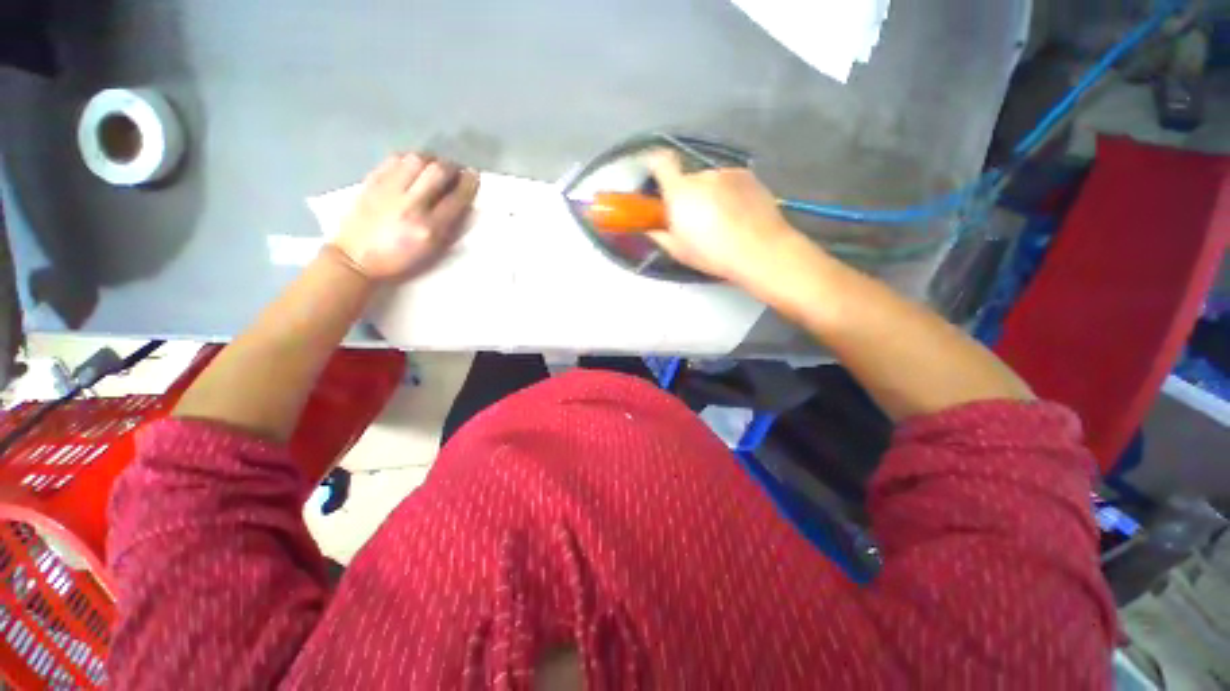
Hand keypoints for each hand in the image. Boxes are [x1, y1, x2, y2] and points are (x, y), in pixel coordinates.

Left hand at [329, 153, 478, 279]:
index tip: (473, 176)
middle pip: (438, 171)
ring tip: (434, 166)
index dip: (469, 183)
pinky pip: (395, 159)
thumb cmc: (399, 260)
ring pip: (416, 159)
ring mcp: (389, 190)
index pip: (456, 198)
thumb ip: (449, 228)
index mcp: (429, 228)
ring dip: (431, 159)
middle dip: (451, 167)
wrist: (355, 258)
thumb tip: (462, 203)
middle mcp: (411, 205)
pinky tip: (413, 165)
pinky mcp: (372, 181)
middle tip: (455, 170)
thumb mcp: (431, 251)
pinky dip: (410, 158)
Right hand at [646, 150, 812, 287]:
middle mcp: (703, 175)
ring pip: (711, 181)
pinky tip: (738, 215)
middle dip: (688, 195)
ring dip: (710, 195)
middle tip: (695, 220)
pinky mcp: (749, 176)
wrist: (761, 250)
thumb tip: (651, 228)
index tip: (656, 177)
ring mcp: (729, 173)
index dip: (655, 165)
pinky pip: (730, 182)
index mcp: (680, 191)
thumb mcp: (678, 251)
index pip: (661, 162)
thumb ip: (659, 235)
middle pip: (688, 179)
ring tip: (722, 221)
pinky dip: (729, 194)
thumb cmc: (713, 254)